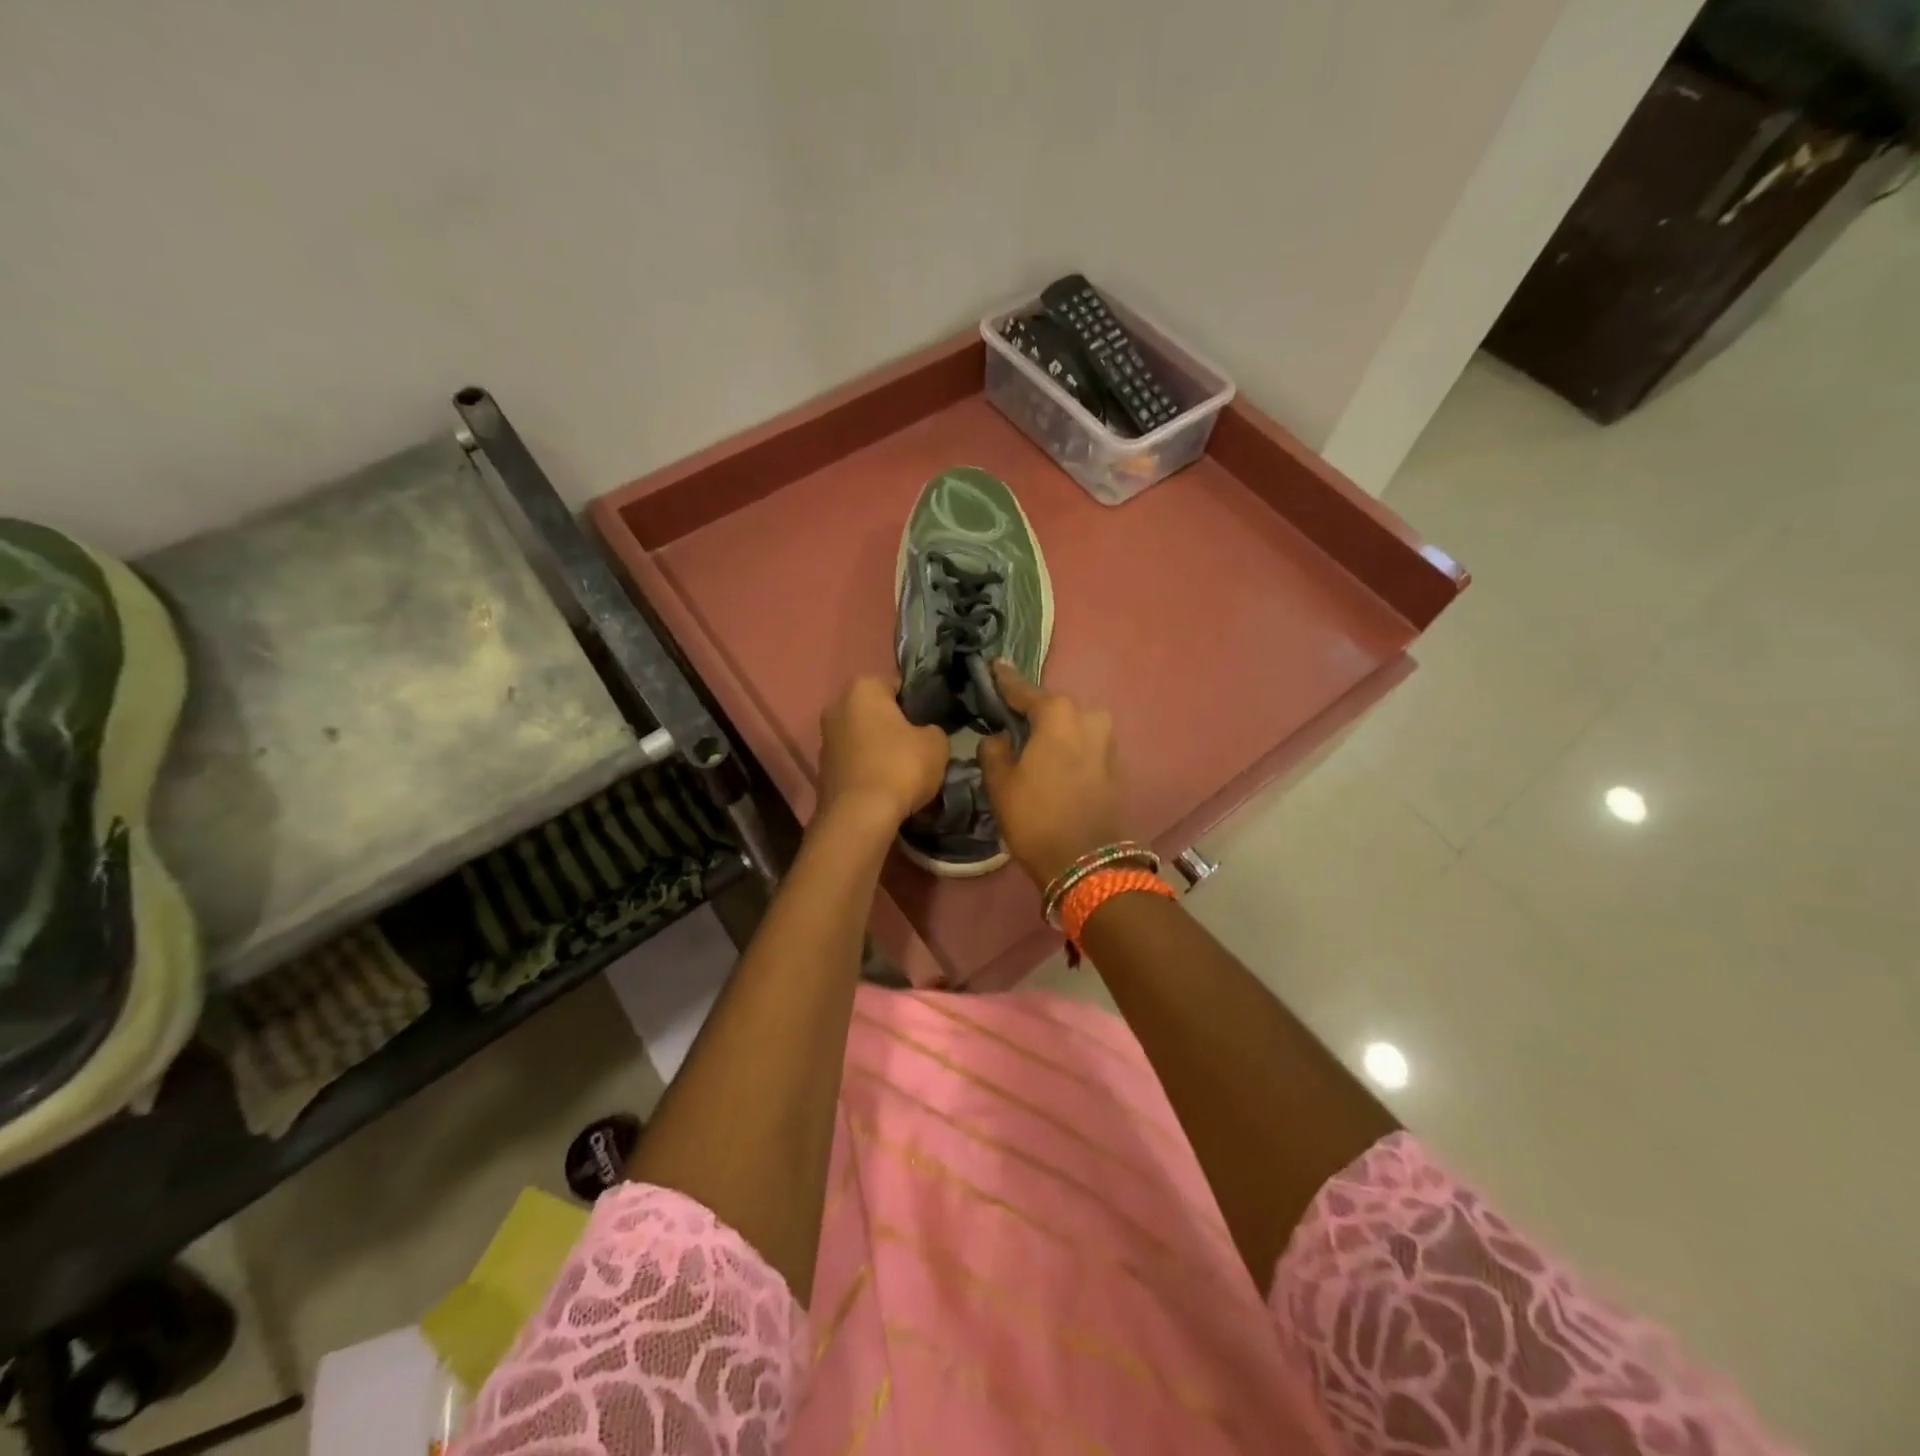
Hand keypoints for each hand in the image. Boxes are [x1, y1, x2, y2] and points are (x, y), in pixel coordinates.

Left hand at [816, 675, 948, 829]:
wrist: (859, 817)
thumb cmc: (900, 768)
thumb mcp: (936, 743)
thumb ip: (933, 730)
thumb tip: (924, 734)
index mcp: (862, 688)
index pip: (898, 684)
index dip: (919, 702)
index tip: (932, 721)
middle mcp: (837, 706)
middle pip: (878, 711)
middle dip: (897, 726)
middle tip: (922, 746)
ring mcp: (826, 739)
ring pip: (865, 737)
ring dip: (882, 749)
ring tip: (907, 771)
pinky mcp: (823, 769)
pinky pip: (856, 761)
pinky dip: (871, 769)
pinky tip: (888, 787)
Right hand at [977, 661, 1128, 887]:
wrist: (1086, 861)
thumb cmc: (1036, 817)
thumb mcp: (1000, 784)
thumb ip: (994, 750)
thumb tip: (1000, 738)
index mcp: (1057, 714)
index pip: (1024, 690)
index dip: (1005, 680)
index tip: (994, 665)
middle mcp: (1088, 718)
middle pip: (1053, 708)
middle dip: (1033, 711)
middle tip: (1010, 718)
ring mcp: (1107, 742)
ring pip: (1073, 726)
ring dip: (1054, 731)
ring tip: (1032, 744)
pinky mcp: (1116, 765)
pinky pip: (1085, 745)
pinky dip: (1069, 748)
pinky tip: (1054, 761)